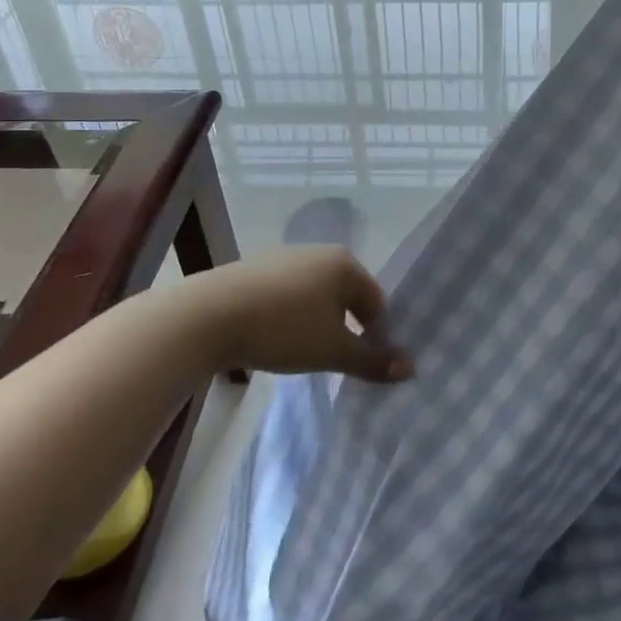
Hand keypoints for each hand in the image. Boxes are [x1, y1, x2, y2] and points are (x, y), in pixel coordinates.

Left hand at [180, 248, 413, 383]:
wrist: (209, 315)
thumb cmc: (284, 329)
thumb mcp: (333, 351)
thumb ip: (372, 360)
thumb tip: (410, 368)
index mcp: (345, 264)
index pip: (376, 302)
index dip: (376, 335)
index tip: (362, 364)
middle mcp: (319, 252)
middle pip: (347, 295)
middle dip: (346, 328)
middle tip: (334, 360)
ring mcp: (285, 257)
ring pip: (316, 295)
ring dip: (317, 322)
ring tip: (302, 352)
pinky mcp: (256, 268)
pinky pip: (287, 294)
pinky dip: (289, 315)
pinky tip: (273, 337)